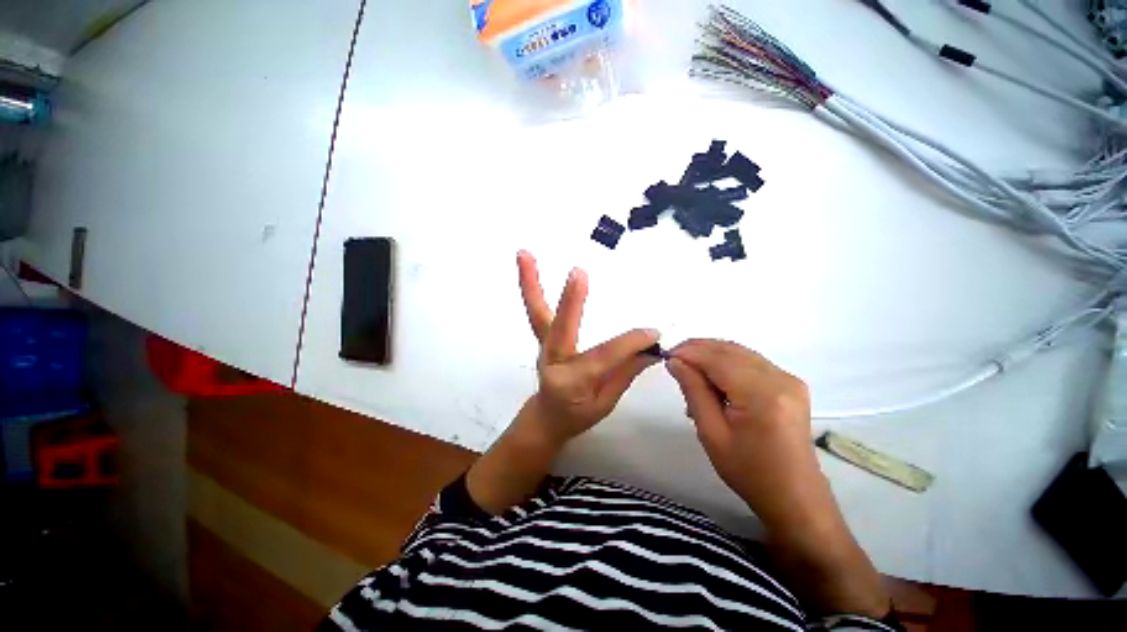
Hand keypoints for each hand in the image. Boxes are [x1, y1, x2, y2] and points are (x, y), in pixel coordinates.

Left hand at [516, 250, 659, 444]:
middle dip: (571, 302)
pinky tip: (526, 262)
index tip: (653, 333)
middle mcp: (552, 360)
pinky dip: (531, 287)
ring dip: (531, 283)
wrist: (547, 416)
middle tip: (577, 273)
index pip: (604, 357)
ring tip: (523, 253)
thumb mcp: (606, 402)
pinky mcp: (542, 336)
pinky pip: (536, 310)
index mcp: (570, 383)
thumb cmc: (578, 414)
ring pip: (537, 313)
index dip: (629, 344)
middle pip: (560, 329)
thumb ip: (626, 373)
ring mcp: (543, 345)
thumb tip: (651, 347)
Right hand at [665, 339, 822, 528]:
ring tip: (688, 369)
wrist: (793, 495)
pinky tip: (711, 377)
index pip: (717, 359)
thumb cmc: (748, 471)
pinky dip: (726, 363)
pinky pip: (750, 361)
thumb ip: (693, 390)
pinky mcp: (790, 383)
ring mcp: (789, 379)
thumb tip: (675, 361)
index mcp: (762, 394)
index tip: (665, 356)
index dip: (689, 352)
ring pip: (739, 352)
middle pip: (730, 350)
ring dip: (711, 355)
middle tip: (673, 360)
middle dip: (698, 349)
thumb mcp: (711, 432)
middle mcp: (780, 379)